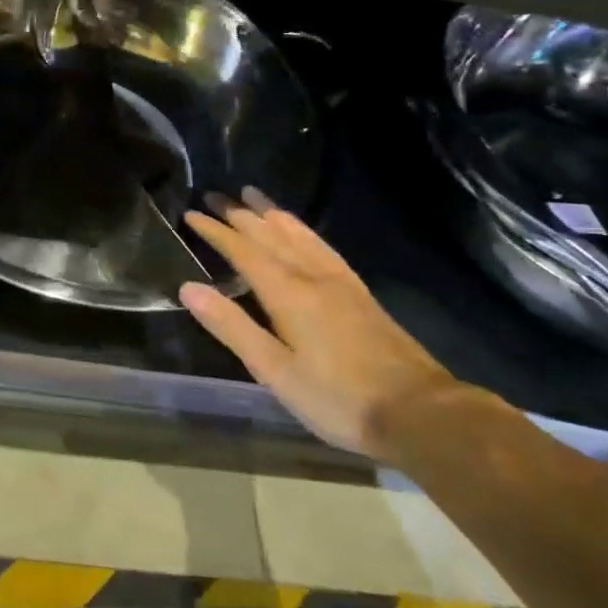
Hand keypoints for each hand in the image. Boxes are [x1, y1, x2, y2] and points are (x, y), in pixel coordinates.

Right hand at [180, 191, 462, 458]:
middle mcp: (312, 276)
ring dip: (272, 213)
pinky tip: (301, 232)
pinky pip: (322, 246)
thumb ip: (232, 327)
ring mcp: (340, 282)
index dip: (216, 231)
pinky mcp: (359, 292)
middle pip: (270, 235)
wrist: (418, 412)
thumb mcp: (275, 371)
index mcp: (288, 293)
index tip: (191, 214)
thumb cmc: (338, 398)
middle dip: (239, 214)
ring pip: (299, 235)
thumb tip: (189, 287)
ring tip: (253, 196)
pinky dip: (303, 230)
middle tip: (213, 194)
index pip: (243, 251)